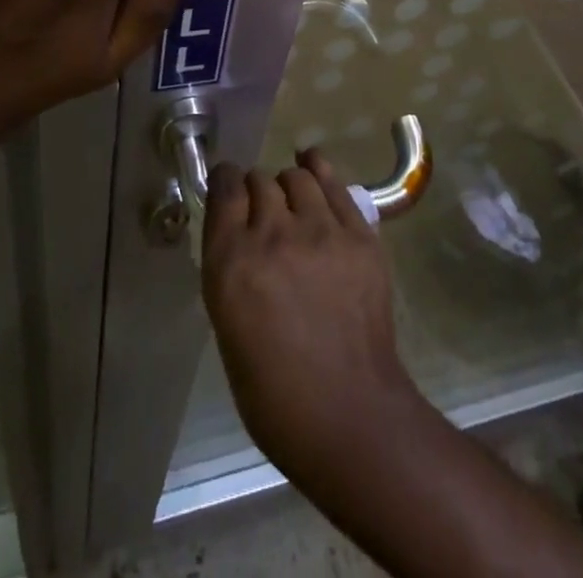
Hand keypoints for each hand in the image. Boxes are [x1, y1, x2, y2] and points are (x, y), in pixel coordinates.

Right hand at [201, 149, 422, 479]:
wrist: (348, 413)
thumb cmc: (273, 391)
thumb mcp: (228, 325)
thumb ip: (231, 267)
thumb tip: (239, 235)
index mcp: (231, 262)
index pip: (223, 189)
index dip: (225, 182)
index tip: (228, 188)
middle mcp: (273, 234)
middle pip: (259, 180)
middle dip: (256, 191)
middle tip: (263, 212)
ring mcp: (321, 231)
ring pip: (297, 178)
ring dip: (288, 186)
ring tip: (293, 201)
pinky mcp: (359, 235)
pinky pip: (335, 185)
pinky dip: (320, 172)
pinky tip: (315, 169)